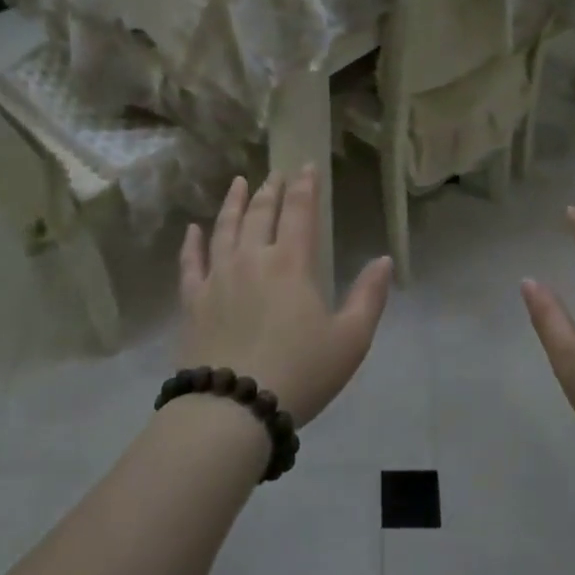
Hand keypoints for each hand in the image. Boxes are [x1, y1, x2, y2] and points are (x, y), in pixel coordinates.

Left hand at [178, 168, 392, 426]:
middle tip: (275, 174)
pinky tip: (193, 230)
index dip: (305, 187)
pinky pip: (190, 263)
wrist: (234, 407)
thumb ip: (369, 296)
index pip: (300, 213)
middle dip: (270, 190)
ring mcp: (217, 278)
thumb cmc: (301, 372)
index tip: (307, 166)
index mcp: (292, 264)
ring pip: (224, 229)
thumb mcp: (351, 340)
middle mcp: (252, 259)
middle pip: (260, 214)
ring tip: (238, 183)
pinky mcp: (192, 301)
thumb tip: (383, 260)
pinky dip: (192, 243)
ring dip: (233, 203)